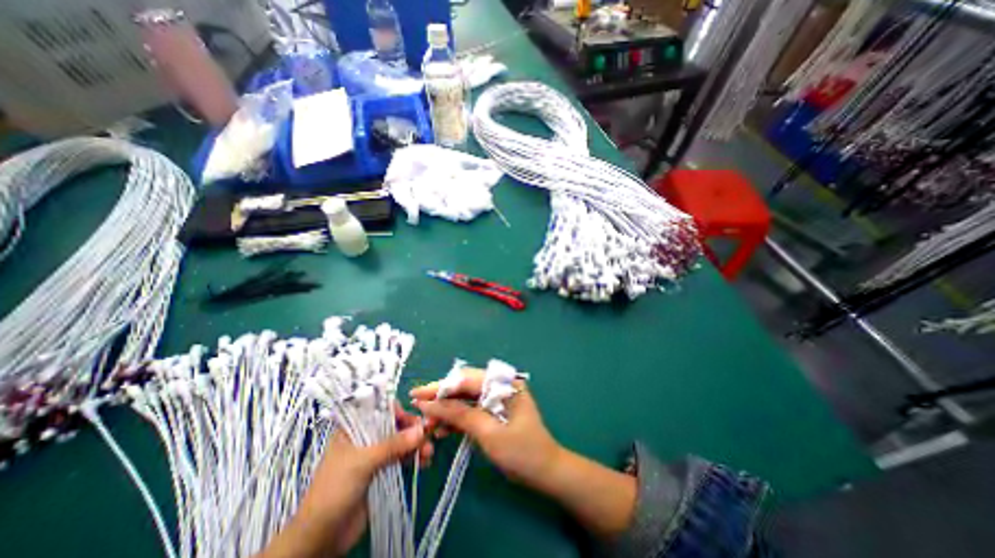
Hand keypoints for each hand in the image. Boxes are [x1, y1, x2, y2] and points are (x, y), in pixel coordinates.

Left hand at [255, 406, 431, 556]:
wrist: (320, 538)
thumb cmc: (334, 490)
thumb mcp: (363, 463)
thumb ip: (393, 445)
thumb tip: (421, 431)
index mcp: (354, 428)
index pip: (380, 410)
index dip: (399, 411)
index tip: (414, 419)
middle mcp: (366, 437)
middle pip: (394, 425)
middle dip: (412, 430)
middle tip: (428, 436)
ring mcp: (374, 455)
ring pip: (401, 442)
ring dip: (416, 445)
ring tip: (429, 453)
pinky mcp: (382, 471)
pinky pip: (402, 458)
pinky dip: (414, 458)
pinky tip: (424, 462)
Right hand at [413, 368, 636, 537]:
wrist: (545, 472)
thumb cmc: (521, 451)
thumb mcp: (489, 433)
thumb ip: (459, 415)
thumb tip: (429, 404)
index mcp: (503, 383)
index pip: (466, 379)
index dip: (440, 387)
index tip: (417, 395)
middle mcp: (499, 385)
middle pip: (464, 387)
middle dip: (441, 399)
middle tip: (418, 410)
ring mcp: (497, 398)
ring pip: (465, 399)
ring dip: (446, 411)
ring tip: (426, 425)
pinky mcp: (493, 411)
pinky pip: (471, 410)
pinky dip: (456, 419)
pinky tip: (440, 430)